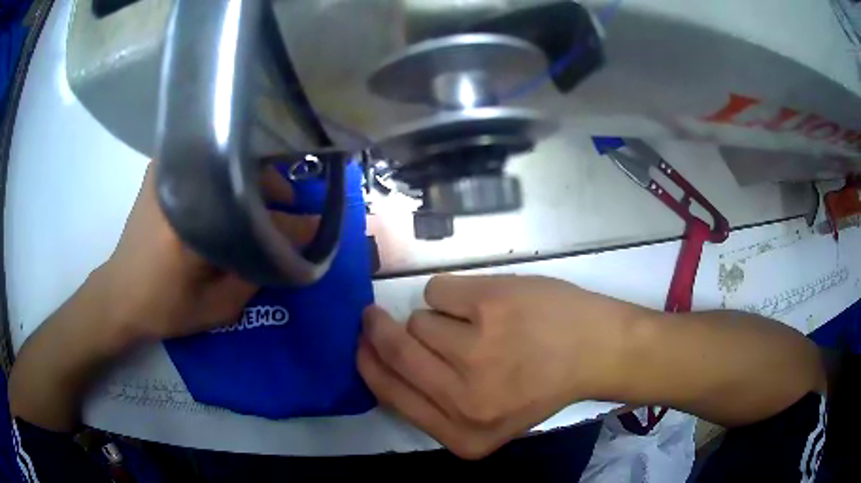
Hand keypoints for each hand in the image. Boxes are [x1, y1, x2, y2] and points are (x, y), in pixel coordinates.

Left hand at [96, 160, 316, 344]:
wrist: (120, 295)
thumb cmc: (165, 307)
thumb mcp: (217, 308)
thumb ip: (257, 275)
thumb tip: (292, 249)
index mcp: (189, 225)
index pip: (255, 216)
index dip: (291, 222)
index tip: (316, 225)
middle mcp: (178, 184)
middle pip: (241, 168)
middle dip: (273, 185)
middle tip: (286, 206)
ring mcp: (166, 169)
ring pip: (224, 157)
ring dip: (250, 174)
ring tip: (261, 199)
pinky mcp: (160, 169)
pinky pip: (205, 157)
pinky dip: (226, 169)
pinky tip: (232, 189)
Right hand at [357, 274, 650, 458]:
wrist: (598, 349)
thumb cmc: (542, 382)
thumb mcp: (487, 417)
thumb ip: (436, 403)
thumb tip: (381, 360)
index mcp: (462, 434)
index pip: (390, 394)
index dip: (370, 364)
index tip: (362, 344)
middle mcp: (465, 399)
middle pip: (394, 350)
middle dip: (377, 329)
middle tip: (374, 315)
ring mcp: (478, 350)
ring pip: (417, 320)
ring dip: (437, 318)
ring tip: (479, 324)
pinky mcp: (490, 305)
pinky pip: (437, 289)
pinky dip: (454, 293)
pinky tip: (489, 304)